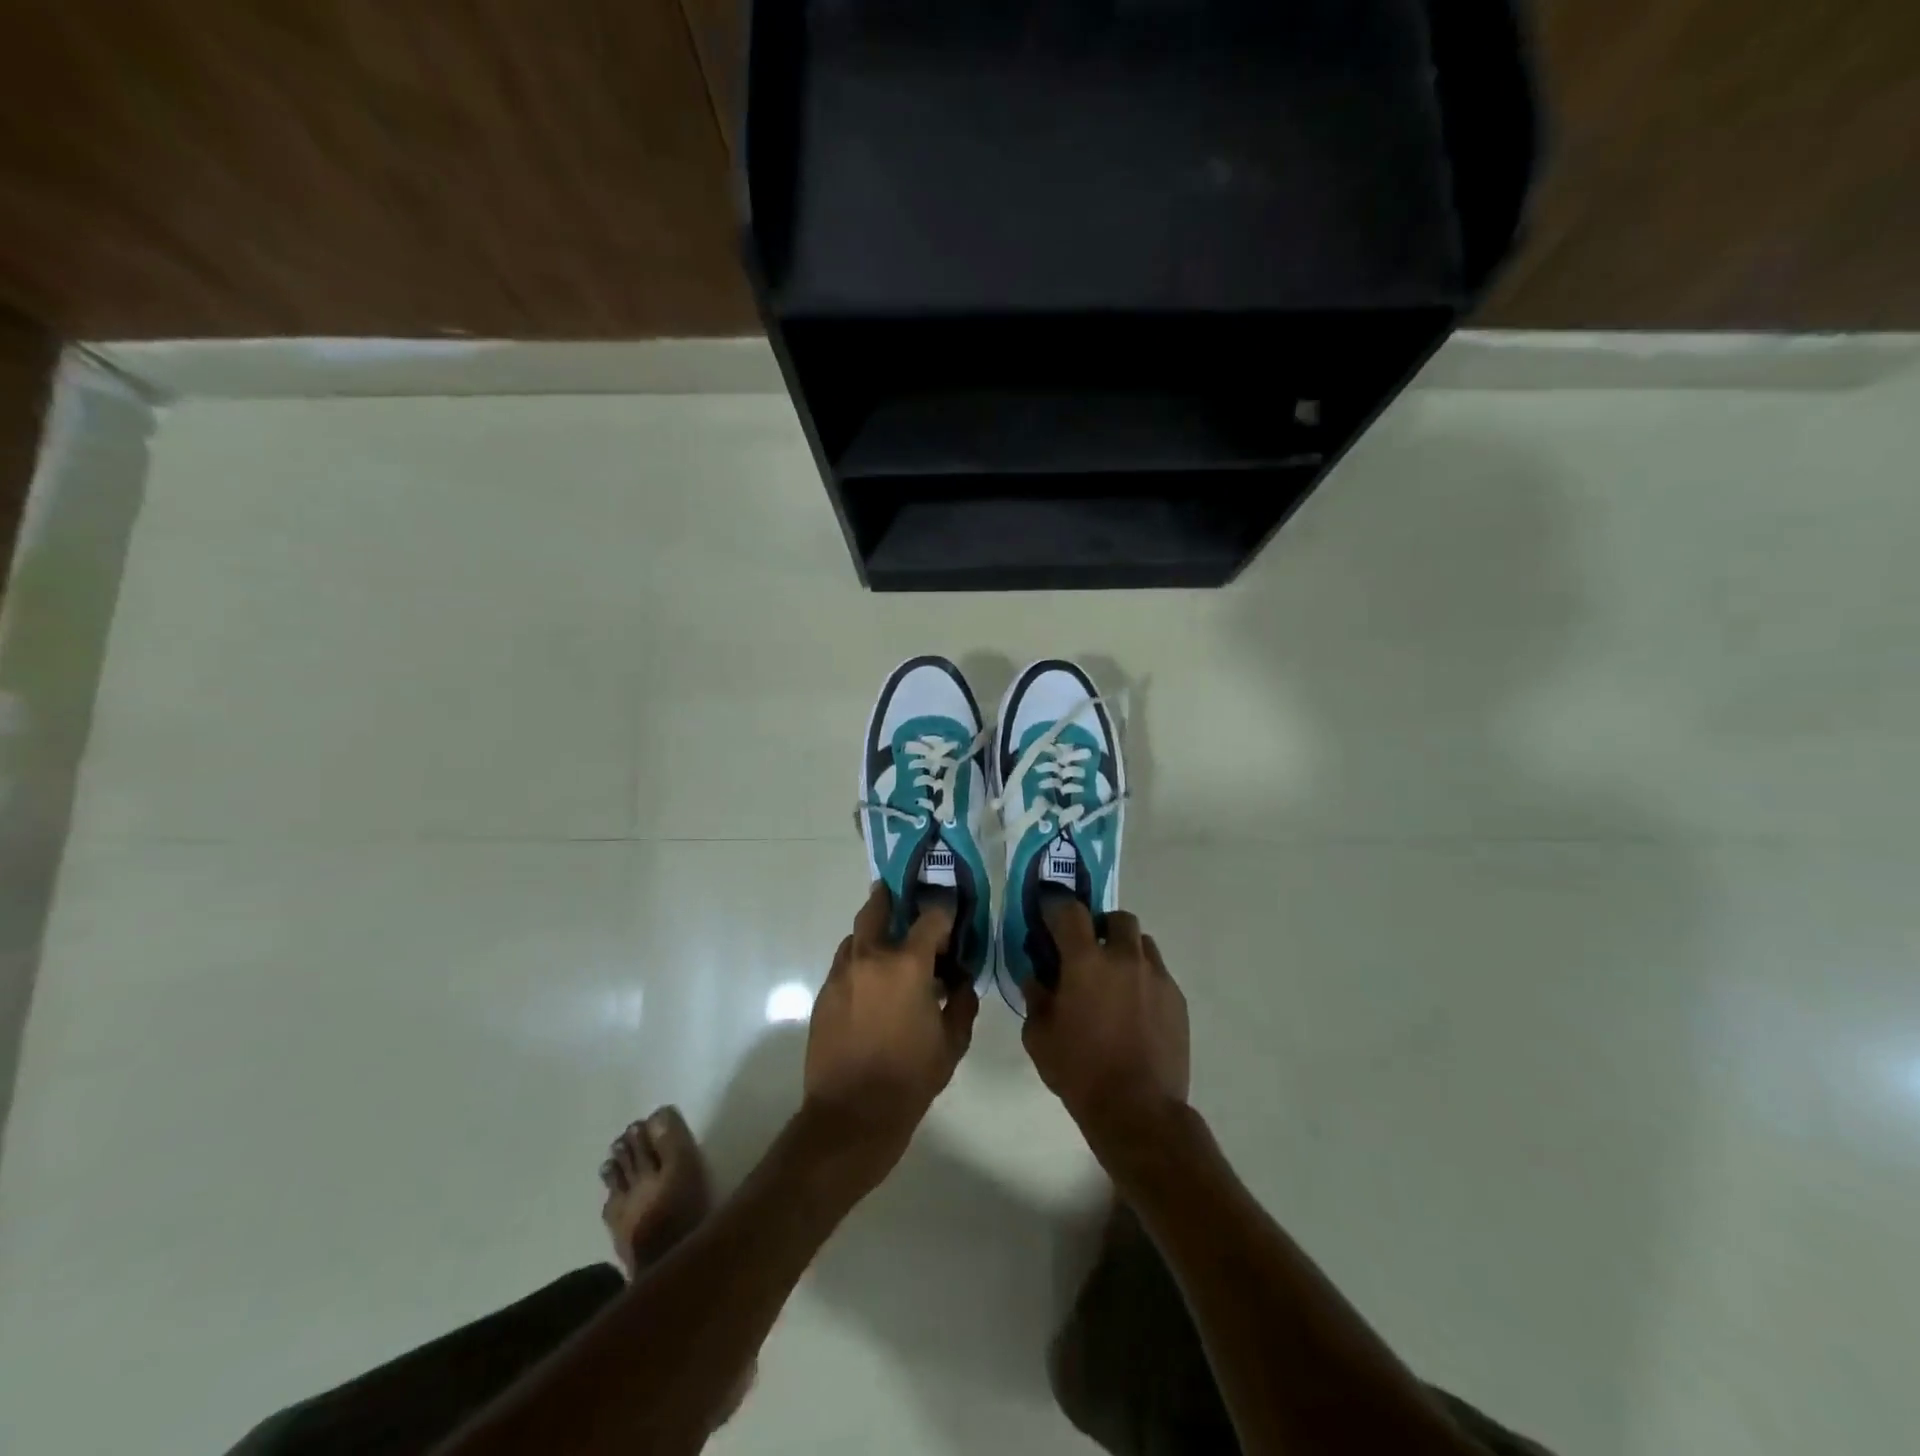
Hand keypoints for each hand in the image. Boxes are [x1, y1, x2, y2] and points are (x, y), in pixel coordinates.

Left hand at [803, 883, 978, 1175]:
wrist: (852, 1114)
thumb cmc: (910, 1078)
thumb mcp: (953, 1042)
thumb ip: (963, 1002)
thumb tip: (962, 981)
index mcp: (907, 964)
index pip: (931, 916)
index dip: (945, 912)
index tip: (952, 916)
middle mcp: (870, 957)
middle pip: (877, 907)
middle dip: (892, 897)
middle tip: (905, 899)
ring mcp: (841, 973)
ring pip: (857, 936)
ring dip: (874, 934)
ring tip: (890, 951)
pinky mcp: (824, 993)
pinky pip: (845, 964)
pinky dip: (860, 963)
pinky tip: (872, 985)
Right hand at [1022, 902, 1189, 1153]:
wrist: (1138, 1110)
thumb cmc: (1080, 1071)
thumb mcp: (1039, 1036)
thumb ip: (1035, 998)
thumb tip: (1037, 979)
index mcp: (1086, 961)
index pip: (1071, 911)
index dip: (1057, 907)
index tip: (1049, 916)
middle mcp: (1125, 958)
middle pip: (1117, 918)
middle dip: (1101, 927)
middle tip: (1088, 952)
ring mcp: (1157, 977)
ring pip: (1142, 943)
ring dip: (1126, 950)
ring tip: (1115, 979)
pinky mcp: (1178, 999)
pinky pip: (1159, 973)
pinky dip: (1144, 979)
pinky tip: (1135, 1008)